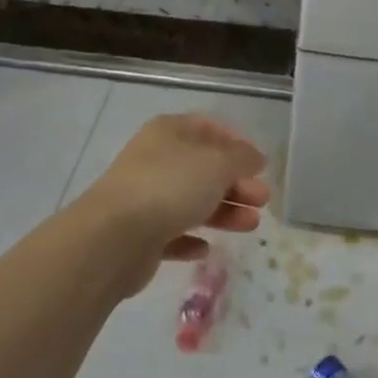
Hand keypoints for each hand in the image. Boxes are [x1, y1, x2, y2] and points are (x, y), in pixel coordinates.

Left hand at [77, 114, 270, 294]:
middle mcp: (156, 159)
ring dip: (223, 212)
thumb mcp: (217, 164)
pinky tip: (207, 249)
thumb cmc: (171, 186)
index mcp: (170, 132)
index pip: (207, 128)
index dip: (235, 143)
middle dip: (236, 183)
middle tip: (262, 200)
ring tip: (251, 226)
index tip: (259, 165)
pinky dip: (191, 238)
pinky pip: (172, 233)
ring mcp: (145, 197)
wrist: (115, 237)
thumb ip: (241, 159)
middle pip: (203, 168)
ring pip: (191, 201)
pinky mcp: (140, 235)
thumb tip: (254, 158)